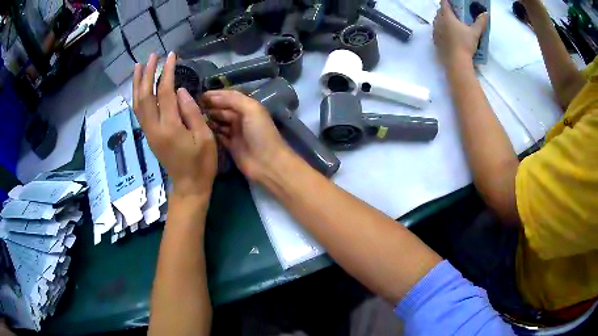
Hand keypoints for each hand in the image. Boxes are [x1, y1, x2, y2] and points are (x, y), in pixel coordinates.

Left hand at [133, 52, 216, 197]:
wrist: (189, 187)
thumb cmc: (201, 164)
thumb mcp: (204, 137)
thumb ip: (192, 112)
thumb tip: (180, 90)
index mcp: (169, 127)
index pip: (164, 92)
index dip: (166, 72)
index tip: (171, 56)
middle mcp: (154, 128)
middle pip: (144, 96)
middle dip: (146, 74)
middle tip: (151, 56)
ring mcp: (149, 133)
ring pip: (138, 104)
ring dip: (137, 84)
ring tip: (139, 66)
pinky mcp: (149, 136)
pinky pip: (139, 112)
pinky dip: (137, 97)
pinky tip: (139, 88)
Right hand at [201, 90, 291, 181]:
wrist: (267, 163)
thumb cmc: (260, 133)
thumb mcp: (251, 109)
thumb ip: (233, 99)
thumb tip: (212, 96)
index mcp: (247, 107)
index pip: (228, 97)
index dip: (215, 96)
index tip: (198, 96)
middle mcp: (241, 118)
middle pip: (222, 110)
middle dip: (209, 107)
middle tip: (191, 107)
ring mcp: (236, 133)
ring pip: (219, 122)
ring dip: (208, 119)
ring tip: (192, 118)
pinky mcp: (231, 146)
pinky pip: (218, 136)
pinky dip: (210, 133)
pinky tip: (198, 130)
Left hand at [433, 0, 487, 67]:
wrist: (456, 62)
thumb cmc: (465, 45)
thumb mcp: (475, 33)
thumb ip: (480, 22)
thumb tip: (486, 13)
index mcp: (447, 17)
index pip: (444, 4)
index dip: (447, 1)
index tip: (450, 1)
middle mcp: (438, 21)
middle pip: (439, 12)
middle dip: (445, 10)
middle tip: (452, 12)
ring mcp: (435, 31)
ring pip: (436, 20)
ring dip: (441, 19)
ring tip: (449, 21)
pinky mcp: (435, 40)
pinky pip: (435, 30)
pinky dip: (440, 29)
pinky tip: (446, 32)